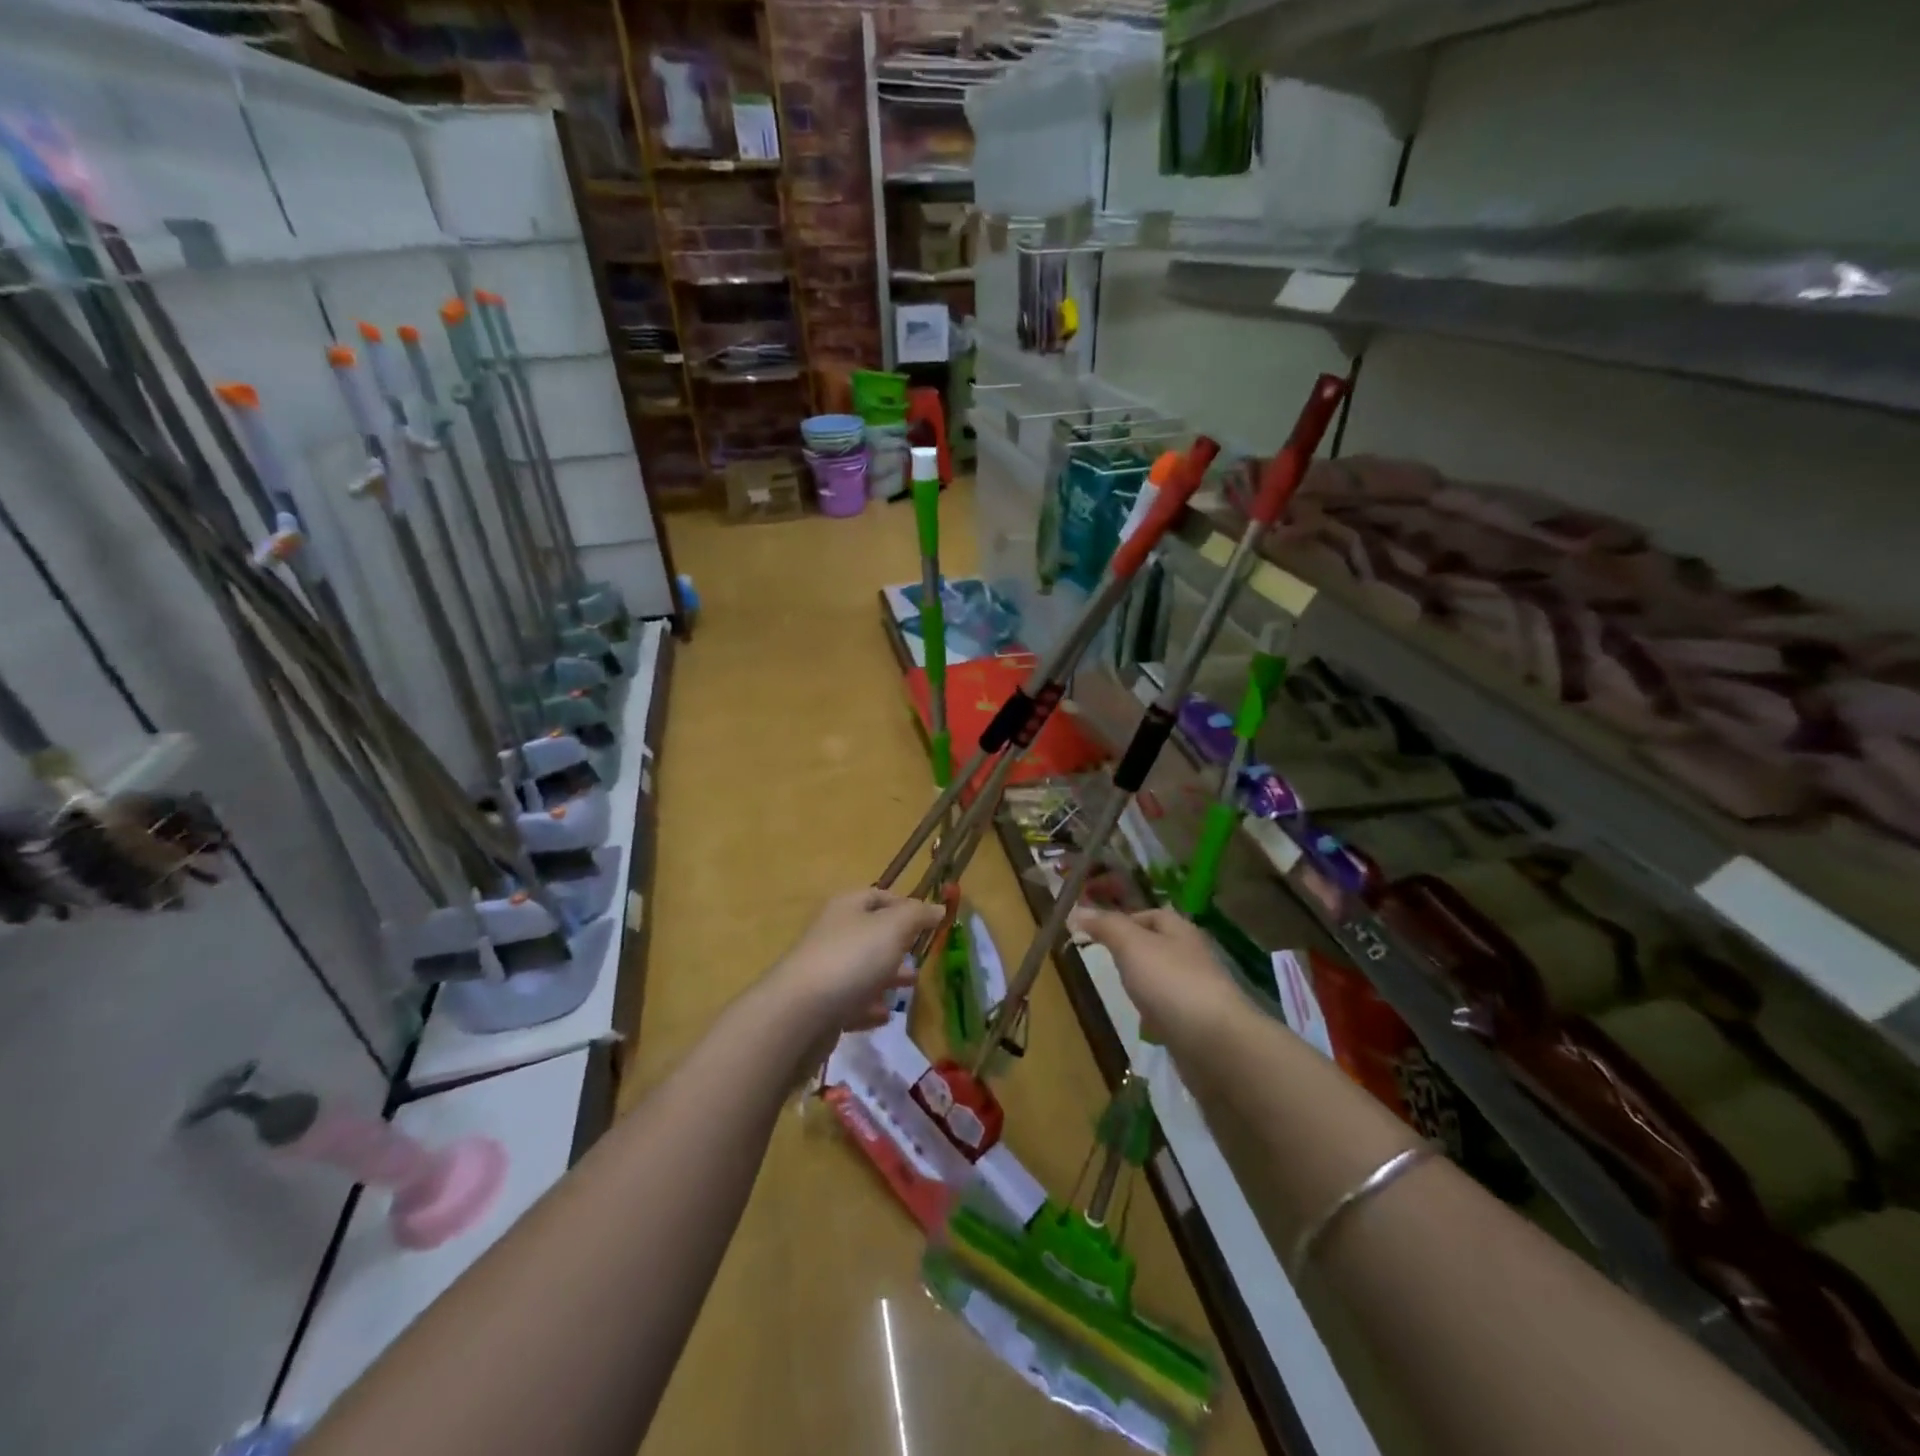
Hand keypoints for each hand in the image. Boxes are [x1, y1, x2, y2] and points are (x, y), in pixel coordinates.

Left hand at [764, 888, 945, 1038]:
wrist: (799, 1013)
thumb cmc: (852, 959)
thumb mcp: (893, 927)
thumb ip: (918, 915)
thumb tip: (938, 908)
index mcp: (847, 907)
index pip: (878, 896)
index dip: (905, 905)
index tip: (930, 922)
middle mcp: (833, 933)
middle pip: (870, 934)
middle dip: (898, 944)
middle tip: (922, 957)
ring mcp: (824, 971)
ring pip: (862, 969)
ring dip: (887, 976)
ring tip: (911, 986)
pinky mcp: (820, 1006)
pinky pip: (850, 1002)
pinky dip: (869, 1007)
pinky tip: (885, 1015)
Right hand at [1067, 905, 1245, 1046]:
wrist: (1215, 1045)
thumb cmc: (1171, 983)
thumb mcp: (1131, 945)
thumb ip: (1106, 926)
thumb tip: (1078, 911)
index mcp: (1182, 931)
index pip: (1153, 914)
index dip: (1126, 919)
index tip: (1098, 933)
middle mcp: (1194, 957)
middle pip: (1160, 946)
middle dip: (1134, 952)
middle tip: (1106, 961)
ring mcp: (1200, 992)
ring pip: (1165, 979)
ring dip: (1146, 983)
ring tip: (1121, 991)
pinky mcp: (1200, 1026)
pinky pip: (1172, 1011)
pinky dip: (1156, 1013)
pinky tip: (1143, 1024)